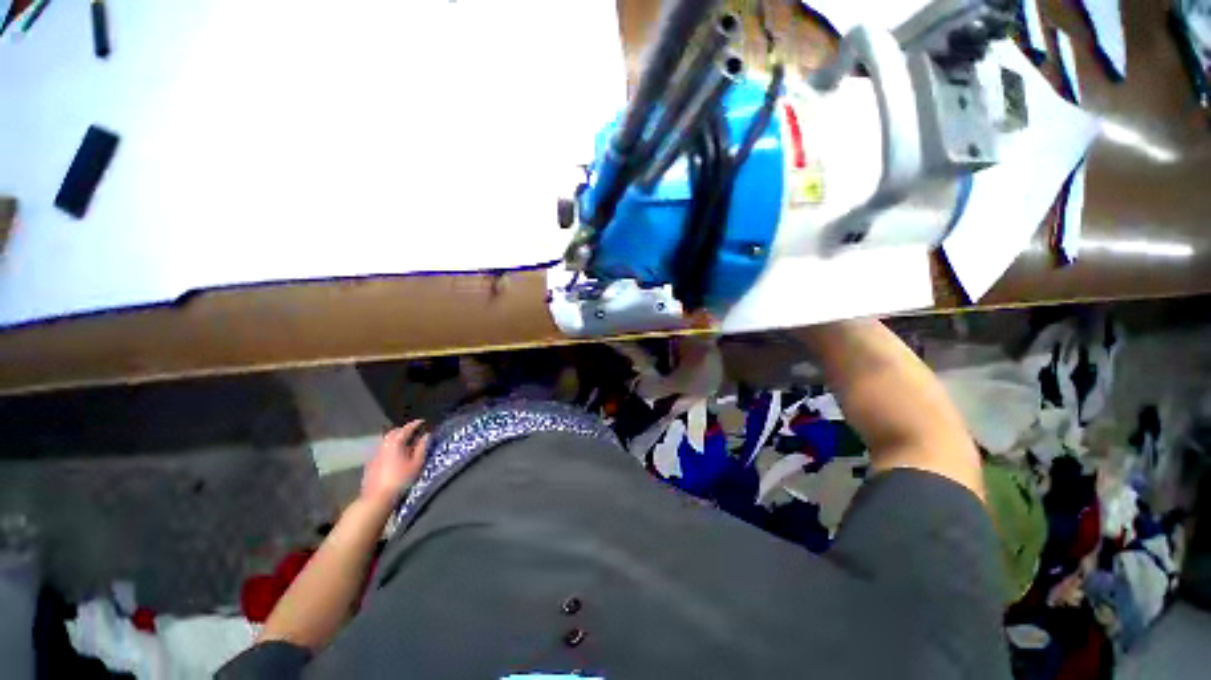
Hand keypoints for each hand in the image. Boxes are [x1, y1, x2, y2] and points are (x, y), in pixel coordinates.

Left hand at [361, 420, 429, 507]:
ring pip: (386, 441)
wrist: (377, 498)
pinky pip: (381, 450)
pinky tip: (394, 456)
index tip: (422, 421)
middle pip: (393, 432)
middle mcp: (383, 445)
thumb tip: (426, 435)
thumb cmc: (401, 480)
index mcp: (396, 442)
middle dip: (404, 430)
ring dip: (396, 438)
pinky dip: (389, 448)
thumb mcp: (416, 463)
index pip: (406, 428)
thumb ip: (422, 447)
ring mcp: (375, 454)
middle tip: (414, 432)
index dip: (415, 424)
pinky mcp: (370, 464)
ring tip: (405, 443)